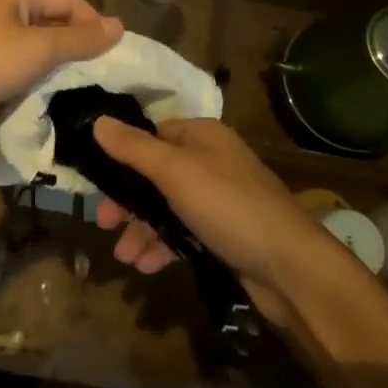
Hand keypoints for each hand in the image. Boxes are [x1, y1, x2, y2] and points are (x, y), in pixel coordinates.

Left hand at [0, 0, 121, 147]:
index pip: (69, 1)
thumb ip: (80, 39)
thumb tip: (119, 26)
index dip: (94, 25)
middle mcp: (0, 8)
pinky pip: (12, 71)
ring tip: (76, 95)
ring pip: (31, 51)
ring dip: (50, 71)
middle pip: (50, 24)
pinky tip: (41, 106)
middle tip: (99, 79)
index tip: (114, 58)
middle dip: (73, 50)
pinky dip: (27, 85)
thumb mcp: (38, 49)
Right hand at [92, 117, 346, 323]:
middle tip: (104, 223)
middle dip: (128, 200)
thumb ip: (134, 148)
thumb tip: (98, 120)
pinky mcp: (225, 232)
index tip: (97, 180)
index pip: (153, 134)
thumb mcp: (175, 171)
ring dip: (142, 229)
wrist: (290, 266)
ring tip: (124, 257)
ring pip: (168, 206)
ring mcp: (220, 198)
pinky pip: (184, 232)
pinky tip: (146, 267)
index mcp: (202, 135)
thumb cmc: (228, 206)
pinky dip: (163, 245)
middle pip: (156, 173)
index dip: (123, 154)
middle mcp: (211, 160)